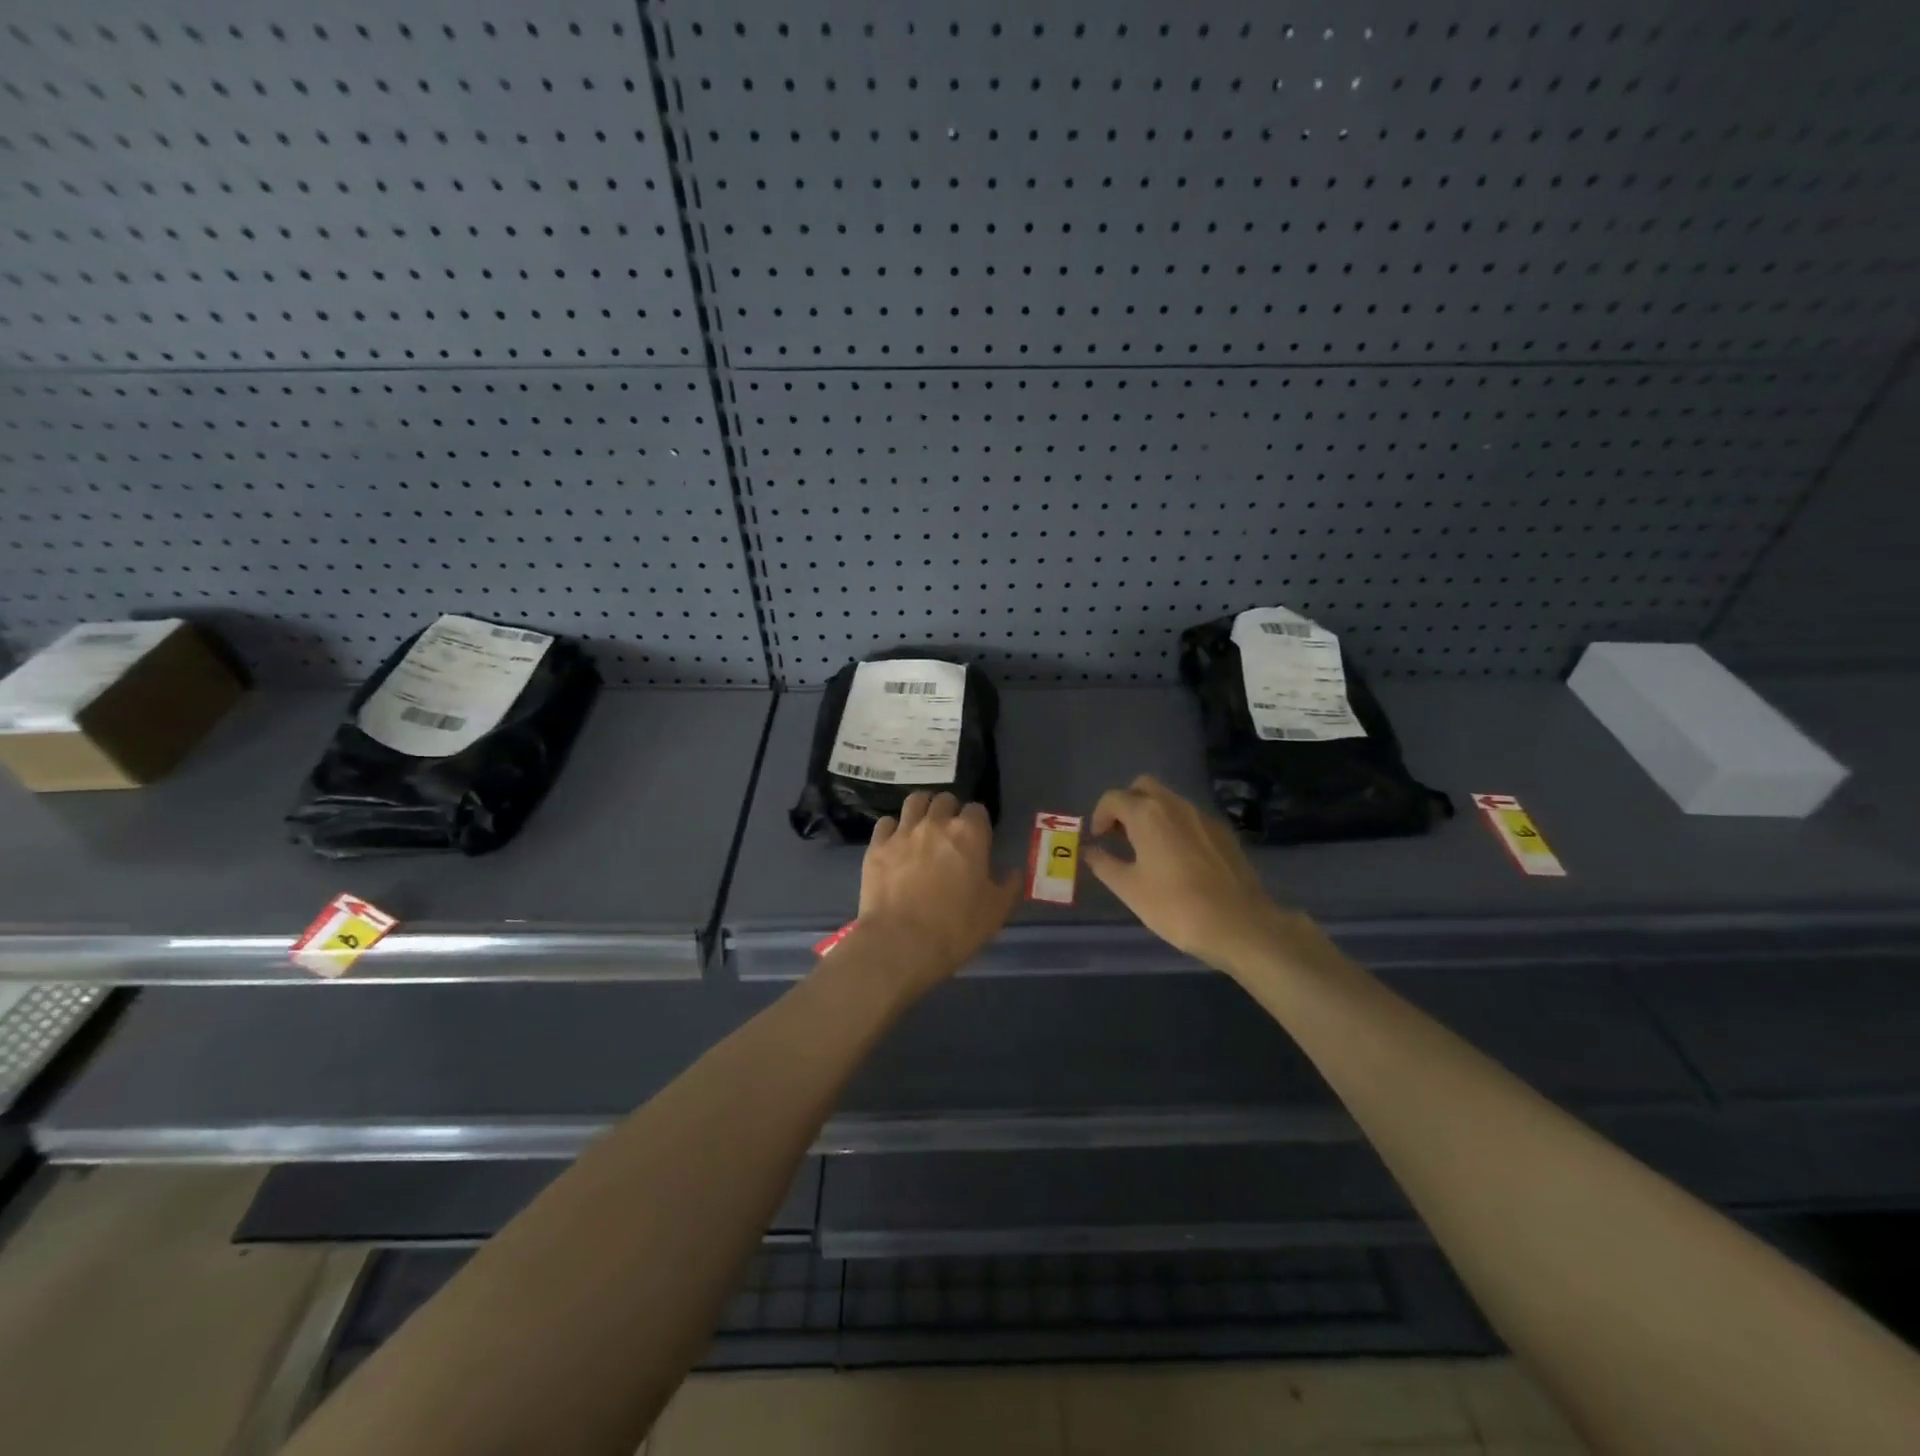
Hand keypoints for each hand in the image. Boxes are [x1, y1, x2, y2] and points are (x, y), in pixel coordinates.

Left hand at [850, 791, 1021, 993]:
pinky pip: (885, 823)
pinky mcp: (877, 846)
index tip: (978, 839)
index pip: (977, 810)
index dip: (978, 822)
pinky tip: (895, 843)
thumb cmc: (956, 928)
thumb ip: (1009, 886)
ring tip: (923, 825)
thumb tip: (1013, 872)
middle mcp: (936, 823)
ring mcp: (903, 832)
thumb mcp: (996, 912)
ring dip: (922, 808)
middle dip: (950, 811)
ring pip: (915, 801)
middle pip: (945, 800)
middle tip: (950, 833)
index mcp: (969, 834)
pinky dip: (893, 828)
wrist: (901, 943)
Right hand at [1084, 775, 1312, 975]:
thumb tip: (1089, 851)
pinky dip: (1174, 826)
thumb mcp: (1130, 889)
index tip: (1098, 839)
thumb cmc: (1175, 906)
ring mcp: (1203, 817)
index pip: (1113, 798)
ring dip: (1151, 814)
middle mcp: (1175, 805)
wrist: (1240, 925)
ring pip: (1169, 800)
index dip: (1099, 815)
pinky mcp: (1223, 832)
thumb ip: (1104, 864)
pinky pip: (1190, 818)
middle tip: (1119, 834)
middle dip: (1126, 804)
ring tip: (1145, 849)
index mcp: (1147, 814)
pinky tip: (1176, 859)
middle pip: (1143, 787)